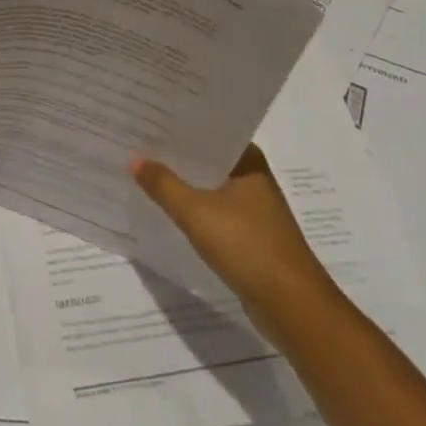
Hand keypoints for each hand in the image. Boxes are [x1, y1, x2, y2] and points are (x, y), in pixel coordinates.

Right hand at [131, 144, 329, 312]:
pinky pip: (214, 211)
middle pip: (207, 159)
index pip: (209, 132)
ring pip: (210, 186)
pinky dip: (193, 208)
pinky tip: (168, 209)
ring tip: (145, 172)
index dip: (178, 126)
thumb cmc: (247, 246)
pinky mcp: (250, 235)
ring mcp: (254, 208)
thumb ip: (163, 184)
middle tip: (137, 143)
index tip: (147, 119)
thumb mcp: (196, 212)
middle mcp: (254, 178)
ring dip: (184, 182)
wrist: (292, 306)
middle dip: (176, 155)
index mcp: (248, 160)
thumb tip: (134, 159)